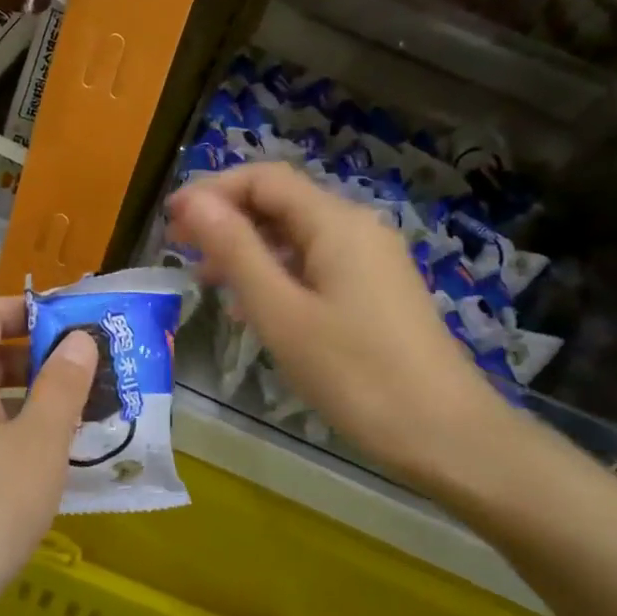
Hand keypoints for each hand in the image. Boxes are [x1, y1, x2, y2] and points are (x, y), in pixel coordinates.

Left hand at [0, 297, 95, 615]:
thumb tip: (78, 338)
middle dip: (43, 357)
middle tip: (98, 371)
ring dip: (38, 404)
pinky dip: (23, 444)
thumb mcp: (37, 444)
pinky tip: (61, 471)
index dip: (28, 307)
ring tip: (92, 418)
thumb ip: (62, 387)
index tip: (78, 320)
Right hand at [165, 162, 510, 488]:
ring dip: (249, 248)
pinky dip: (278, 272)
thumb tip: (193, 202)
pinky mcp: (377, 290)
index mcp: (336, 223)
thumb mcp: (281, 312)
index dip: (212, 191)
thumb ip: (235, 251)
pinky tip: (256, 307)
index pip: (264, 179)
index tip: (170, 221)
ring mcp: (372, 260)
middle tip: (181, 251)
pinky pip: (317, 264)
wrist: (446, 436)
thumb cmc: (355, 374)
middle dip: (227, 219)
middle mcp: (357, 228)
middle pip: (281, 202)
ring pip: (297, 236)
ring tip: (209, 281)